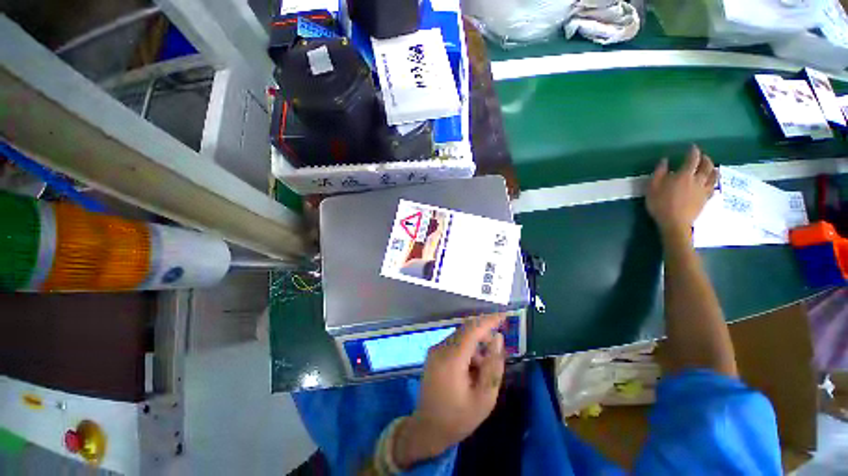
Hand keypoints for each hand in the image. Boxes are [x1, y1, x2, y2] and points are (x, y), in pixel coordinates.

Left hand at [393, 314, 505, 468]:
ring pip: (460, 335)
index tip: (504, 316)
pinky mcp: (433, 353)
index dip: (489, 320)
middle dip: (484, 333)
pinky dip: (467, 348)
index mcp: (451, 358)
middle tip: (497, 348)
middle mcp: (440, 348)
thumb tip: (498, 338)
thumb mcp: (484, 398)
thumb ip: (493, 365)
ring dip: (476, 343)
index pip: (472, 329)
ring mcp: (435, 350)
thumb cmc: (458, 418)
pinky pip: (454, 342)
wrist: (427, 429)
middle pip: (466, 329)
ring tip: (484, 367)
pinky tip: (472, 368)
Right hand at [646, 145, 717, 237]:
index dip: (693, 151)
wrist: (674, 222)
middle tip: (702, 156)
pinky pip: (713, 187)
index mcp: (684, 175)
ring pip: (713, 176)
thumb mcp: (652, 187)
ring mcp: (703, 189)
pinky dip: (713, 182)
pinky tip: (712, 182)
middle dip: (705, 159)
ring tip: (711, 167)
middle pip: (707, 165)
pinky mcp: (706, 199)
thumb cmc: (660, 204)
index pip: (692, 159)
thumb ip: (659, 173)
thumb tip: (664, 160)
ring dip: (713, 168)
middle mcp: (697, 179)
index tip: (692, 147)